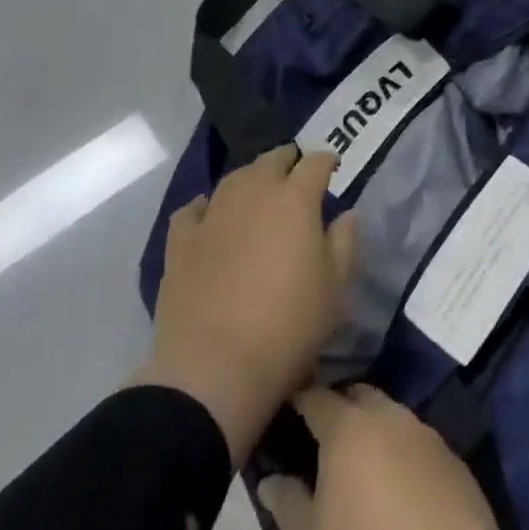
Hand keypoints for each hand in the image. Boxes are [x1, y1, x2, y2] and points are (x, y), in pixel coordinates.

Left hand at [137, 147, 356, 464]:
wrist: (214, 369)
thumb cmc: (288, 327)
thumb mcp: (334, 289)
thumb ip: (344, 243)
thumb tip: (347, 214)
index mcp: (295, 199)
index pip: (315, 163)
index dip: (327, 160)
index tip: (333, 167)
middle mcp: (253, 193)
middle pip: (272, 160)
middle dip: (288, 161)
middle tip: (296, 174)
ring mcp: (213, 213)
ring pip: (235, 177)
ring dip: (251, 177)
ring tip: (258, 190)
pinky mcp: (181, 240)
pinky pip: (194, 209)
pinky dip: (206, 206)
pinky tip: (209, 215)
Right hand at [258, 385, 498, 529]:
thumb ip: (289, 504)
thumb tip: (269, 481)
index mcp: (347, 426)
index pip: (316, 396)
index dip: (301, 400)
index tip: (289, 409)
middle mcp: (386, 414)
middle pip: (357, 396)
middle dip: (340, 407)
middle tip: (325, 438)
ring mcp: (422, 429)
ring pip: (389, 414)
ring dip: (374, 427)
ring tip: (361, 461)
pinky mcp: (450, 453)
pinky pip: (416, 439)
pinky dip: (401, 449)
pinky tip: (397, 480)